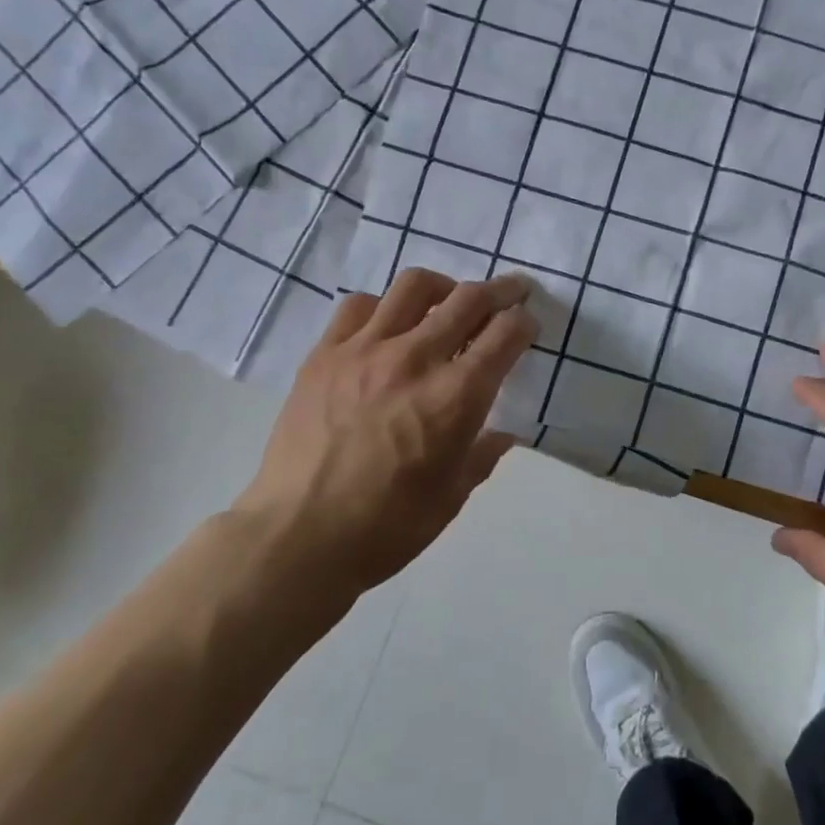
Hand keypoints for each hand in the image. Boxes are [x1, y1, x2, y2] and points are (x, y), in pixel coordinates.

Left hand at [231, 269, 537, 603]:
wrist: (297, 537)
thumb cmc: (386, 527)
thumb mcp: (451, 497)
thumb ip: (482, 456)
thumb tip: (500, 434)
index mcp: (455, 397)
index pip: (505, 334)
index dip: (524, 323)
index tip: (528, 326)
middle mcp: (414, 359)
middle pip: (468, 299)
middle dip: (500, 290)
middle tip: (510, 292)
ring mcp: (364, 350)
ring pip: (414, 286)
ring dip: (444, 287)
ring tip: (447, 302)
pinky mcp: (324, 354)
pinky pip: (359, 306)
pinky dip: (384, 307)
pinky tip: (387, 327)